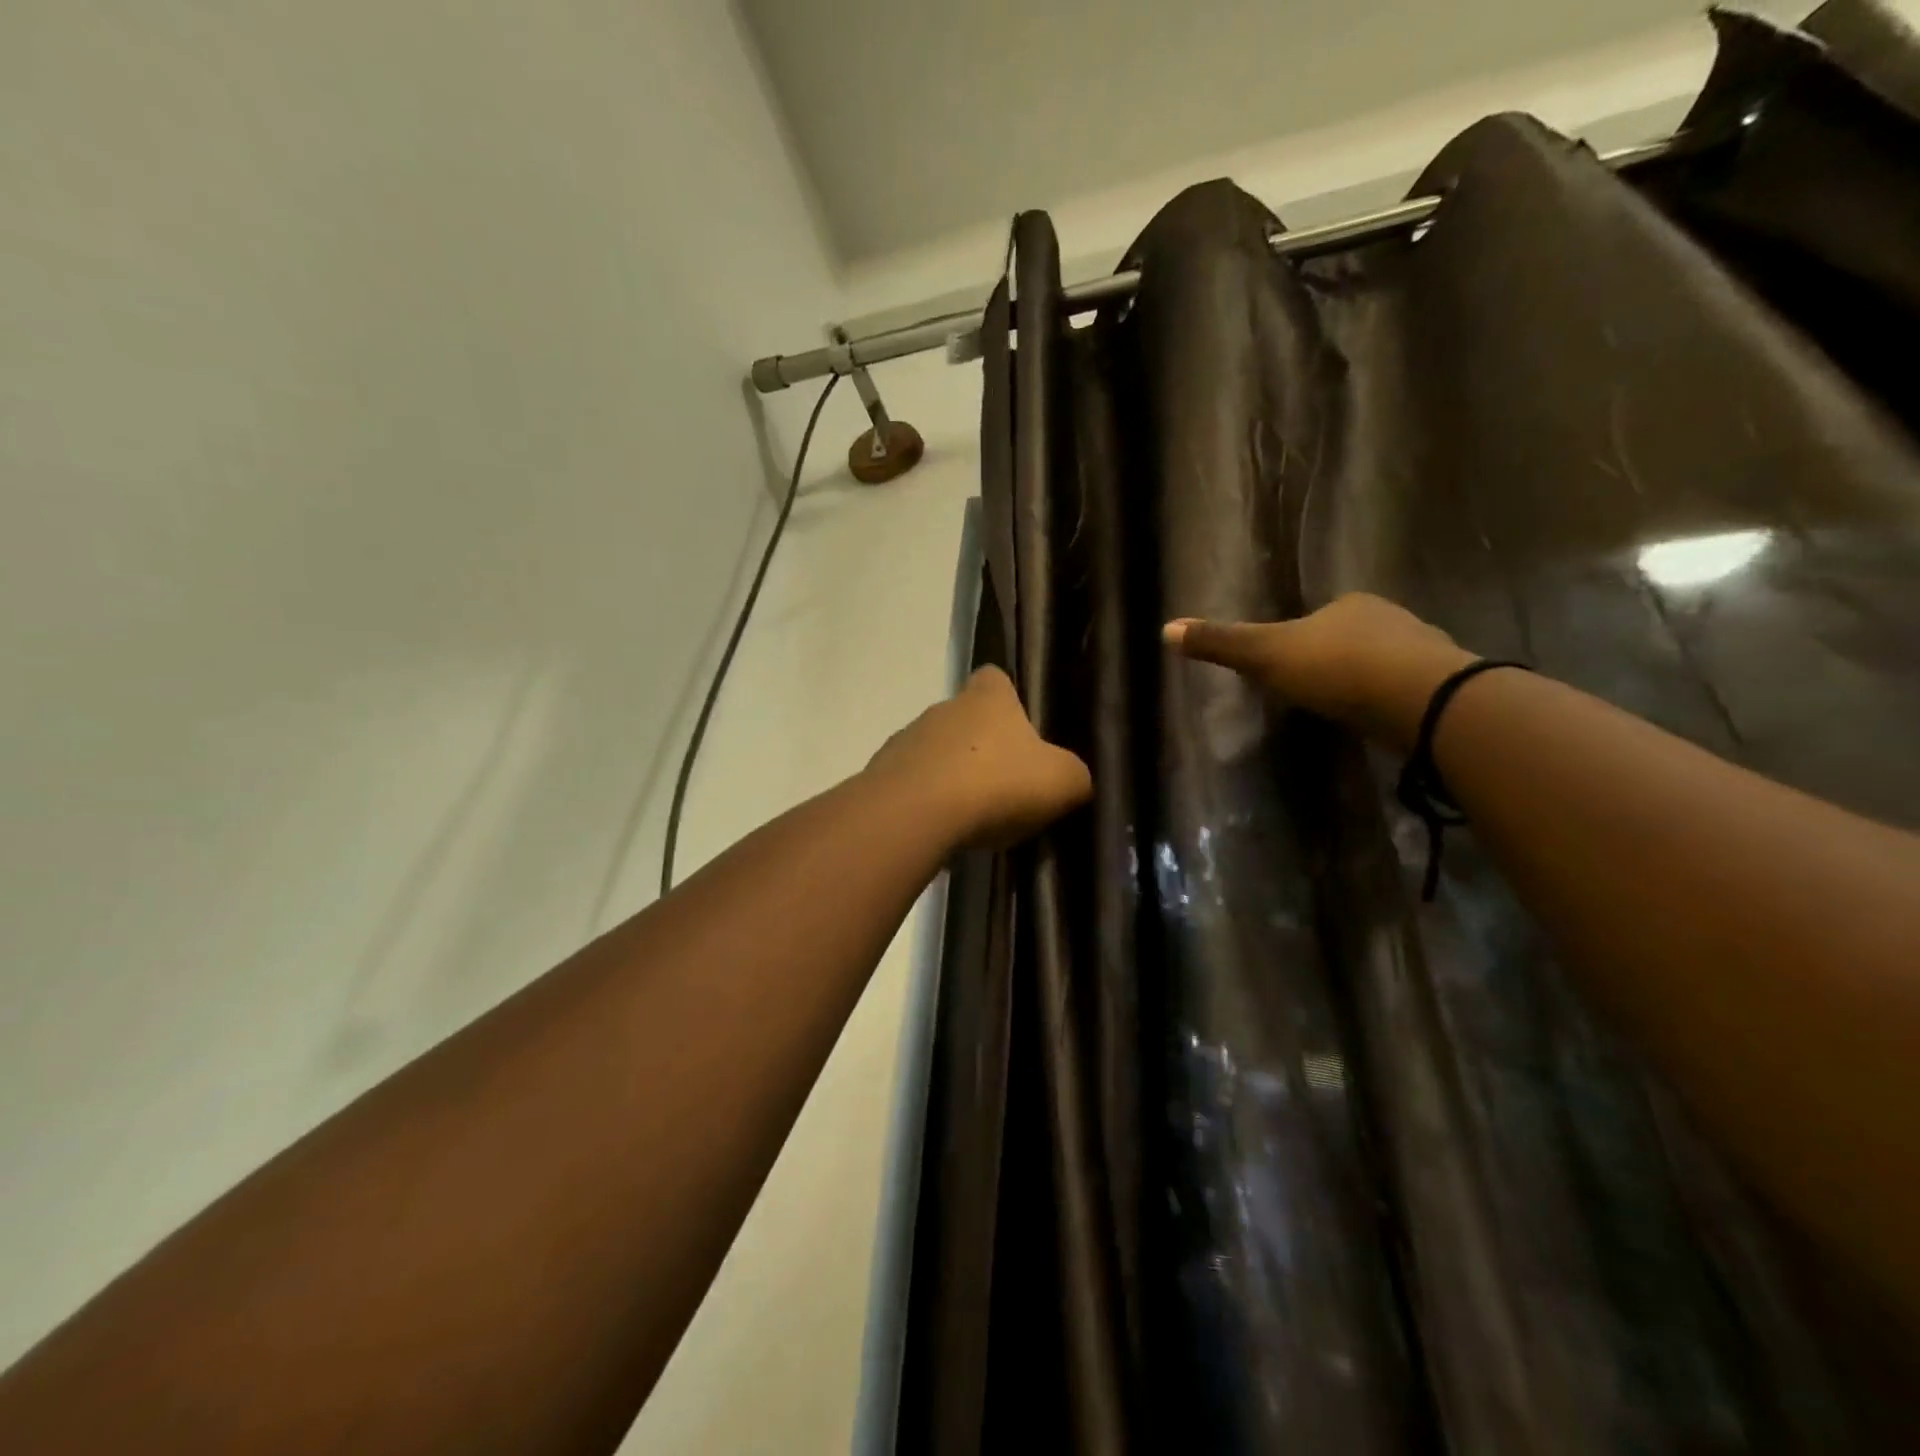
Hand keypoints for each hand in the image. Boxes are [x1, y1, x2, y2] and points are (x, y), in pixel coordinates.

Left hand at [865, 666, 1092, 850]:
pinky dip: (925, 803)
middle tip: (1003, 786)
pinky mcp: (881, 776)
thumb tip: (1072, 779)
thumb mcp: (1061, 782)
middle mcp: (942, 709)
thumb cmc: (995, 785)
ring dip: (950, 776)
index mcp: (986, 700)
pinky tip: (940, 831)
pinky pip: (911, 785)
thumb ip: (1073, 775)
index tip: (1017, 724)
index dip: (1006, 696)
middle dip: (981, 747)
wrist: (914, 815)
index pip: (993, 678)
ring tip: (971, 817)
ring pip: (934, 752)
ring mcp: (906, 741)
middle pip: (964, 719)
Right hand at [1163, 593, 1474, 750]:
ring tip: (1346, 709)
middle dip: (1334, 659)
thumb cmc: (1335, 667)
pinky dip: (1391, 701)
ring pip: (1383, 662)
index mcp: (1348, 605)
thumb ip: (1221, 643)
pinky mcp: (1443, 685)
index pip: (1317, 618)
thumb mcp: (1266, 655)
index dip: (1300, 640)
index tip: (1287, 665)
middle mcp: (1389, 617)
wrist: (1419, 698)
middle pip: (1351, 637)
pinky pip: (1407, 689)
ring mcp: (1423, 650)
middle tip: (1313, 690)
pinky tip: (1381, 720)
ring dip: (1366, 680)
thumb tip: (1165, 627)